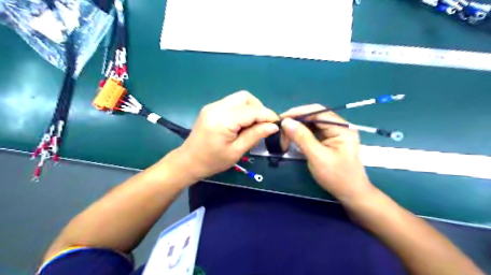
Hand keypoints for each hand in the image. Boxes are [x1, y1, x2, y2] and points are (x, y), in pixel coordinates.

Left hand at [177, 90, 277, 180]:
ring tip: (253, 125)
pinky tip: (242, 123)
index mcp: (223, 120)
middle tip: (263, 125)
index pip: (251, 111)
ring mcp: (213, 106)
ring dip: (250, 108)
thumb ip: (255, 135)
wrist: (188, 161)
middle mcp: (217, 107)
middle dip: (258, 108)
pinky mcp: (211, 108)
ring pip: (239, 98)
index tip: (277, 123)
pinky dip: (241, 110)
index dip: (267, 115)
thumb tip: (273, 126)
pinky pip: (232, 103)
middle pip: (245, 97)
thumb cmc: (212, 161)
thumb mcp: (236, 151)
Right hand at [282, 104, 374, 202]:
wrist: (351, 194)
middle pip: (314, 116)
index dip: (298, 113)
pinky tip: (293, 138)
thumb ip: (302, 137)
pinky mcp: (329, 140)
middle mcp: (339, 126)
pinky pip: (313, 132)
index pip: (317, 111)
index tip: (281, 119)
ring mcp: (334, 133)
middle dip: (297, 121)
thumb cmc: (337, 176)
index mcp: (342, 127)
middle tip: (281, 128)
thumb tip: (286, 122)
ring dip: (298, 128)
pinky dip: (302, 135)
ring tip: (284, 134)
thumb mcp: (317, 156)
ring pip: (312, 124)